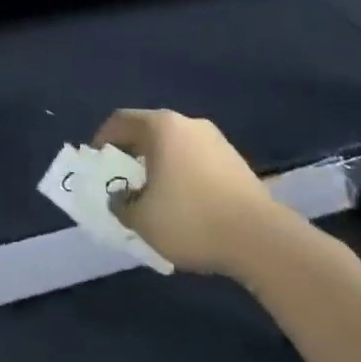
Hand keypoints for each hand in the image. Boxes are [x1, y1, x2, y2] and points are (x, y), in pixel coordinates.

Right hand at [92, 109, 283, 277]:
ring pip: (176, 147)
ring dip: (160, 166)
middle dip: (133, 155)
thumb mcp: (141, 219)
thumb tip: (120, 197)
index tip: (98, 164)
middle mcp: (189, 124)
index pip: (120, 121)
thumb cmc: (191, 219)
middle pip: (149, 132)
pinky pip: (198, 162)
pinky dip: (184, 176)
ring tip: (155, 197)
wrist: (262, 240)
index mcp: (161, 127)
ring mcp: (217, 141)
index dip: (103, 140)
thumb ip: (120, 204)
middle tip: (124, 182)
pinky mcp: (237, 162)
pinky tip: (186, 206)